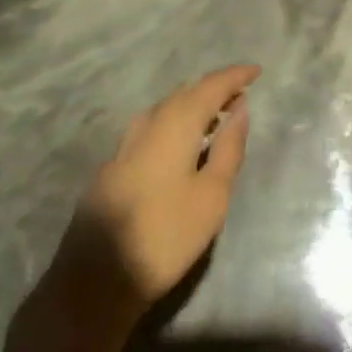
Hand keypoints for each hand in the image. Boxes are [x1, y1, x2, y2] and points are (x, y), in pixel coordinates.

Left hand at [56, 65, 259, 315]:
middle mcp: (149, 122)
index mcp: (176, 122)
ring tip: (214, 118)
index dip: (235, 76)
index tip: (256, 71)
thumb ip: (228, 148)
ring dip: (192, 106)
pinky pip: (152, 128)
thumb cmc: (166, 235)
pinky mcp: (113, 166)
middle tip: (239, 95)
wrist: (95, 280)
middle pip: (186, 92)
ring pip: (166, 109)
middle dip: (214, 89)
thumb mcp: (212, 196)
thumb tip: (240, 109)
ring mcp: (126, 143)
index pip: (211, 85)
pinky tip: (180, 145)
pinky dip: (174, 124)